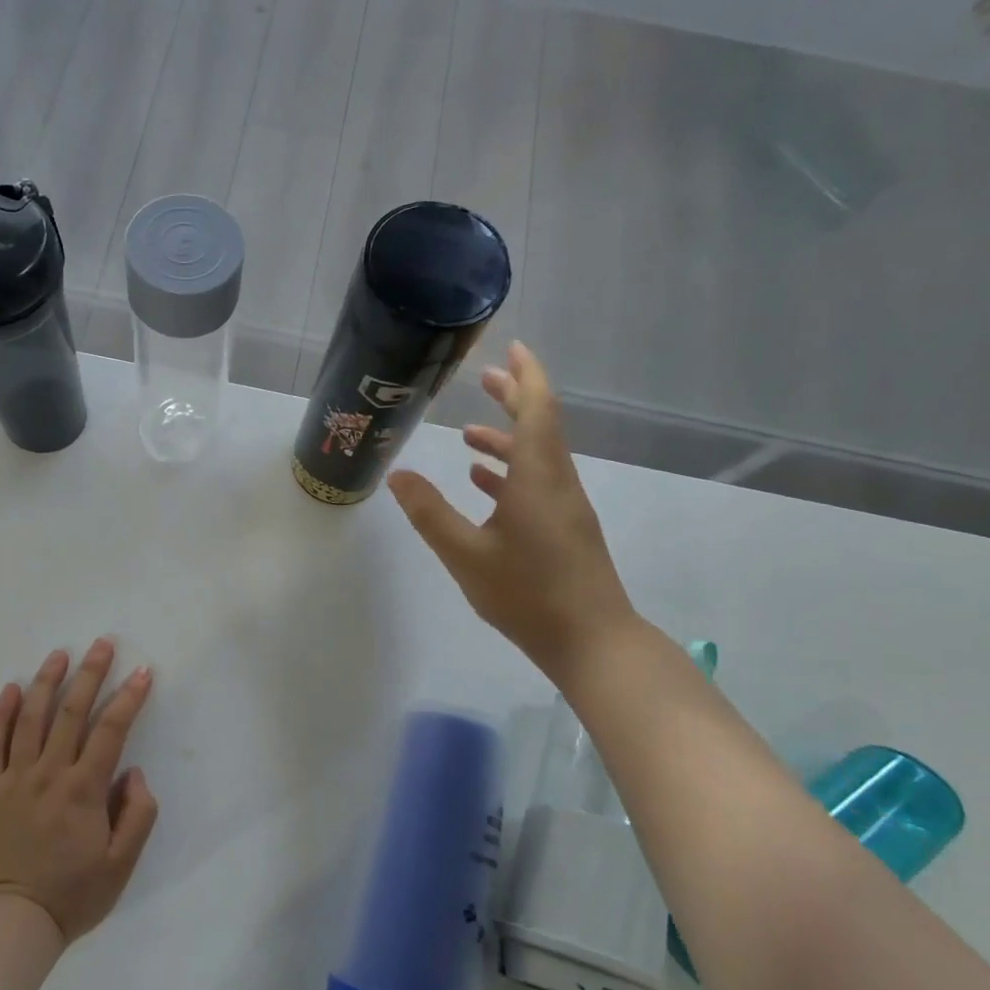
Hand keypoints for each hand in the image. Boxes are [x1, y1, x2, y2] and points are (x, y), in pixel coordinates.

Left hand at [0, 639, 159, 943]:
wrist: (8, 924)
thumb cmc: (70, 896)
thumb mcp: (121, 866)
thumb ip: (137, 815)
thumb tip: (132, 772)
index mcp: (83, 789)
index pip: (111, 730)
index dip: (129, 697)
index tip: (143, 672)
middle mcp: (48, 773)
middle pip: (70, 711)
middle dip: (90, 673)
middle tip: (102, 643)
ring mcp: (13, 778)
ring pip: (30, 717)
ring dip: (46, 681)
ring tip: (59, 654)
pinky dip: (0, 713)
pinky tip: (10, 689)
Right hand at [387, 342, 639, 682]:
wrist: (592, 642)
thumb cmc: (527, 595)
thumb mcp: (466, 555)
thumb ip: (430, 513)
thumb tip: (398, 474)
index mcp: (538, 479)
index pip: (538, 410)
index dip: (526, 375)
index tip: (512, 347)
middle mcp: (557, 484)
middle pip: (540, 426)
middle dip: (514, 399)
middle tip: (484, 379)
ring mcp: (565, 509)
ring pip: (538, 458)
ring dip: (508, 440)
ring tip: (469, 436)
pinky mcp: (565, 531)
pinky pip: (538, 484)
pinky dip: (511, 473)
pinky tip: (484, 483)